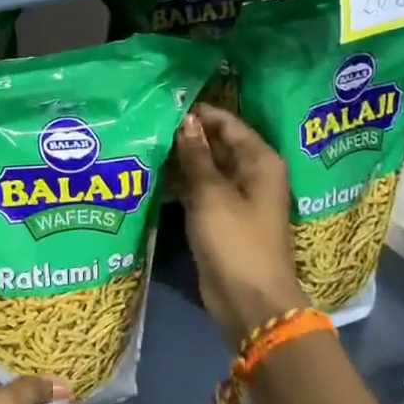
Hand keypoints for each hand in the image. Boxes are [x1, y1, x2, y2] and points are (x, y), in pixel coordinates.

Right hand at [170, 103, 311, 347]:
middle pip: (217, 143)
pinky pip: (200, 190)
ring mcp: (237, 197)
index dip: (198, 112)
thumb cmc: (235, 241)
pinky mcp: (222, 218)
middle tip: (148, 123)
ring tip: (144, 145)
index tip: (163, 102)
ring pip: (206, 167)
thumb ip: (195, 155)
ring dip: (180, 159)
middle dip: (186, 135)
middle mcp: (252, 174)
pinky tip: (153, 177)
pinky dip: (181, 183)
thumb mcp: (210, 194)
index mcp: (260, 161)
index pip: (227, 123)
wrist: (249, 301)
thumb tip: (185, 120)